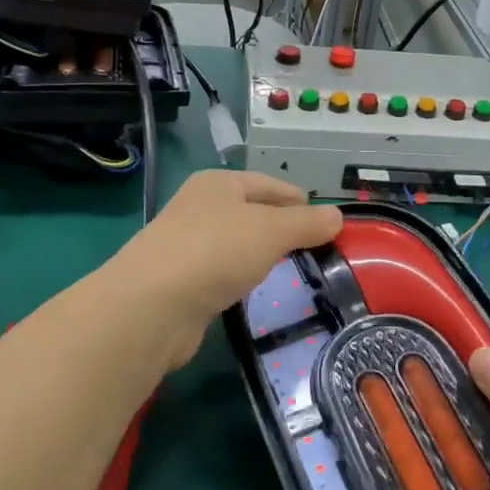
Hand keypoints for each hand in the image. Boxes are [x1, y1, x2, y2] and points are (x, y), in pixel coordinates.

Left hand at [108, 171, 342, 368]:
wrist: (152, 305)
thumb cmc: (216, 251)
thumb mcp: (272, 230)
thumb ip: (306, 223)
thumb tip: (338, 216)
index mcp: (218, 183)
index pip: (268, 184)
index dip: (299, 200)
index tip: (327, 221)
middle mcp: (199, 207)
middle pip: (252, 213)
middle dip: (282, 228)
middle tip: (316, 249)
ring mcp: (186, 245)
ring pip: (236, 244)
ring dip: (261, 255)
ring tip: (293, 270)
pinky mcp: (181, 282)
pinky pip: (222, 273)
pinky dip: (241, 278)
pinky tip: (256, 291)